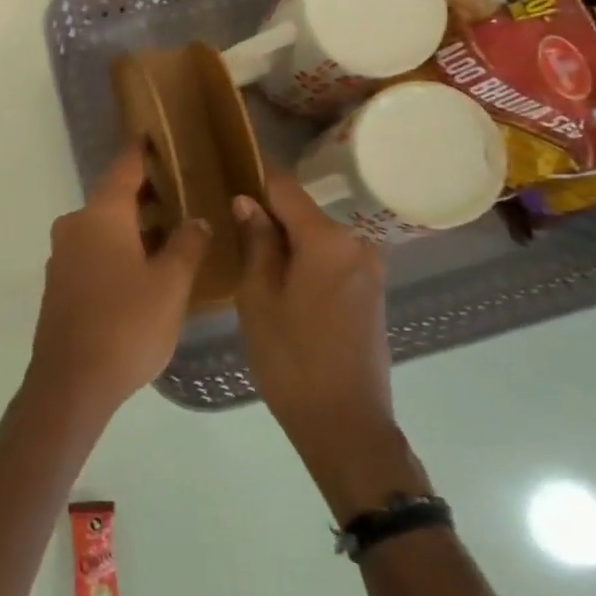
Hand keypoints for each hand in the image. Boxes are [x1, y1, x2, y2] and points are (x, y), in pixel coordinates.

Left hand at [24, 144, 210, 422]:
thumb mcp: (171, 284)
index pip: (124, 169)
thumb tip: (196, 220)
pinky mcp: (60, 283)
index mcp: (100, 215)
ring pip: (102, 226)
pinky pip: (92, 250)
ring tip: (171, 229)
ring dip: (132, 224)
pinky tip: (143, 265)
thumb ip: (187, 245)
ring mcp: (63, 255)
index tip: (154, 134)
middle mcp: (75, 226)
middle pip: (112, 197)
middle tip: (182, 190)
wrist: (72, 381)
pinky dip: (117, 247)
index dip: (141, 151)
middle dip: (145, 193)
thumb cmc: (127, 324)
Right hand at [233, 174, 425, 521]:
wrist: (345, 422)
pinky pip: (330, 261)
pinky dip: (304, 262)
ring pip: (316, 238)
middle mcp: (357, 243)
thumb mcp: (258, 297)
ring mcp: (369, 270)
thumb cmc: (291, 357)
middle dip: (267, 215)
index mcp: (328, 239)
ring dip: (285, 241)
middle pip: (303, 212)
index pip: (285, 187)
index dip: (254, 177)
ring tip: (246, 255)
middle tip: (227, 226)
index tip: (224, 172)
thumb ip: (257, 242)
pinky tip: (278, 282)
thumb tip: (248, 203)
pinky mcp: (371, 293)